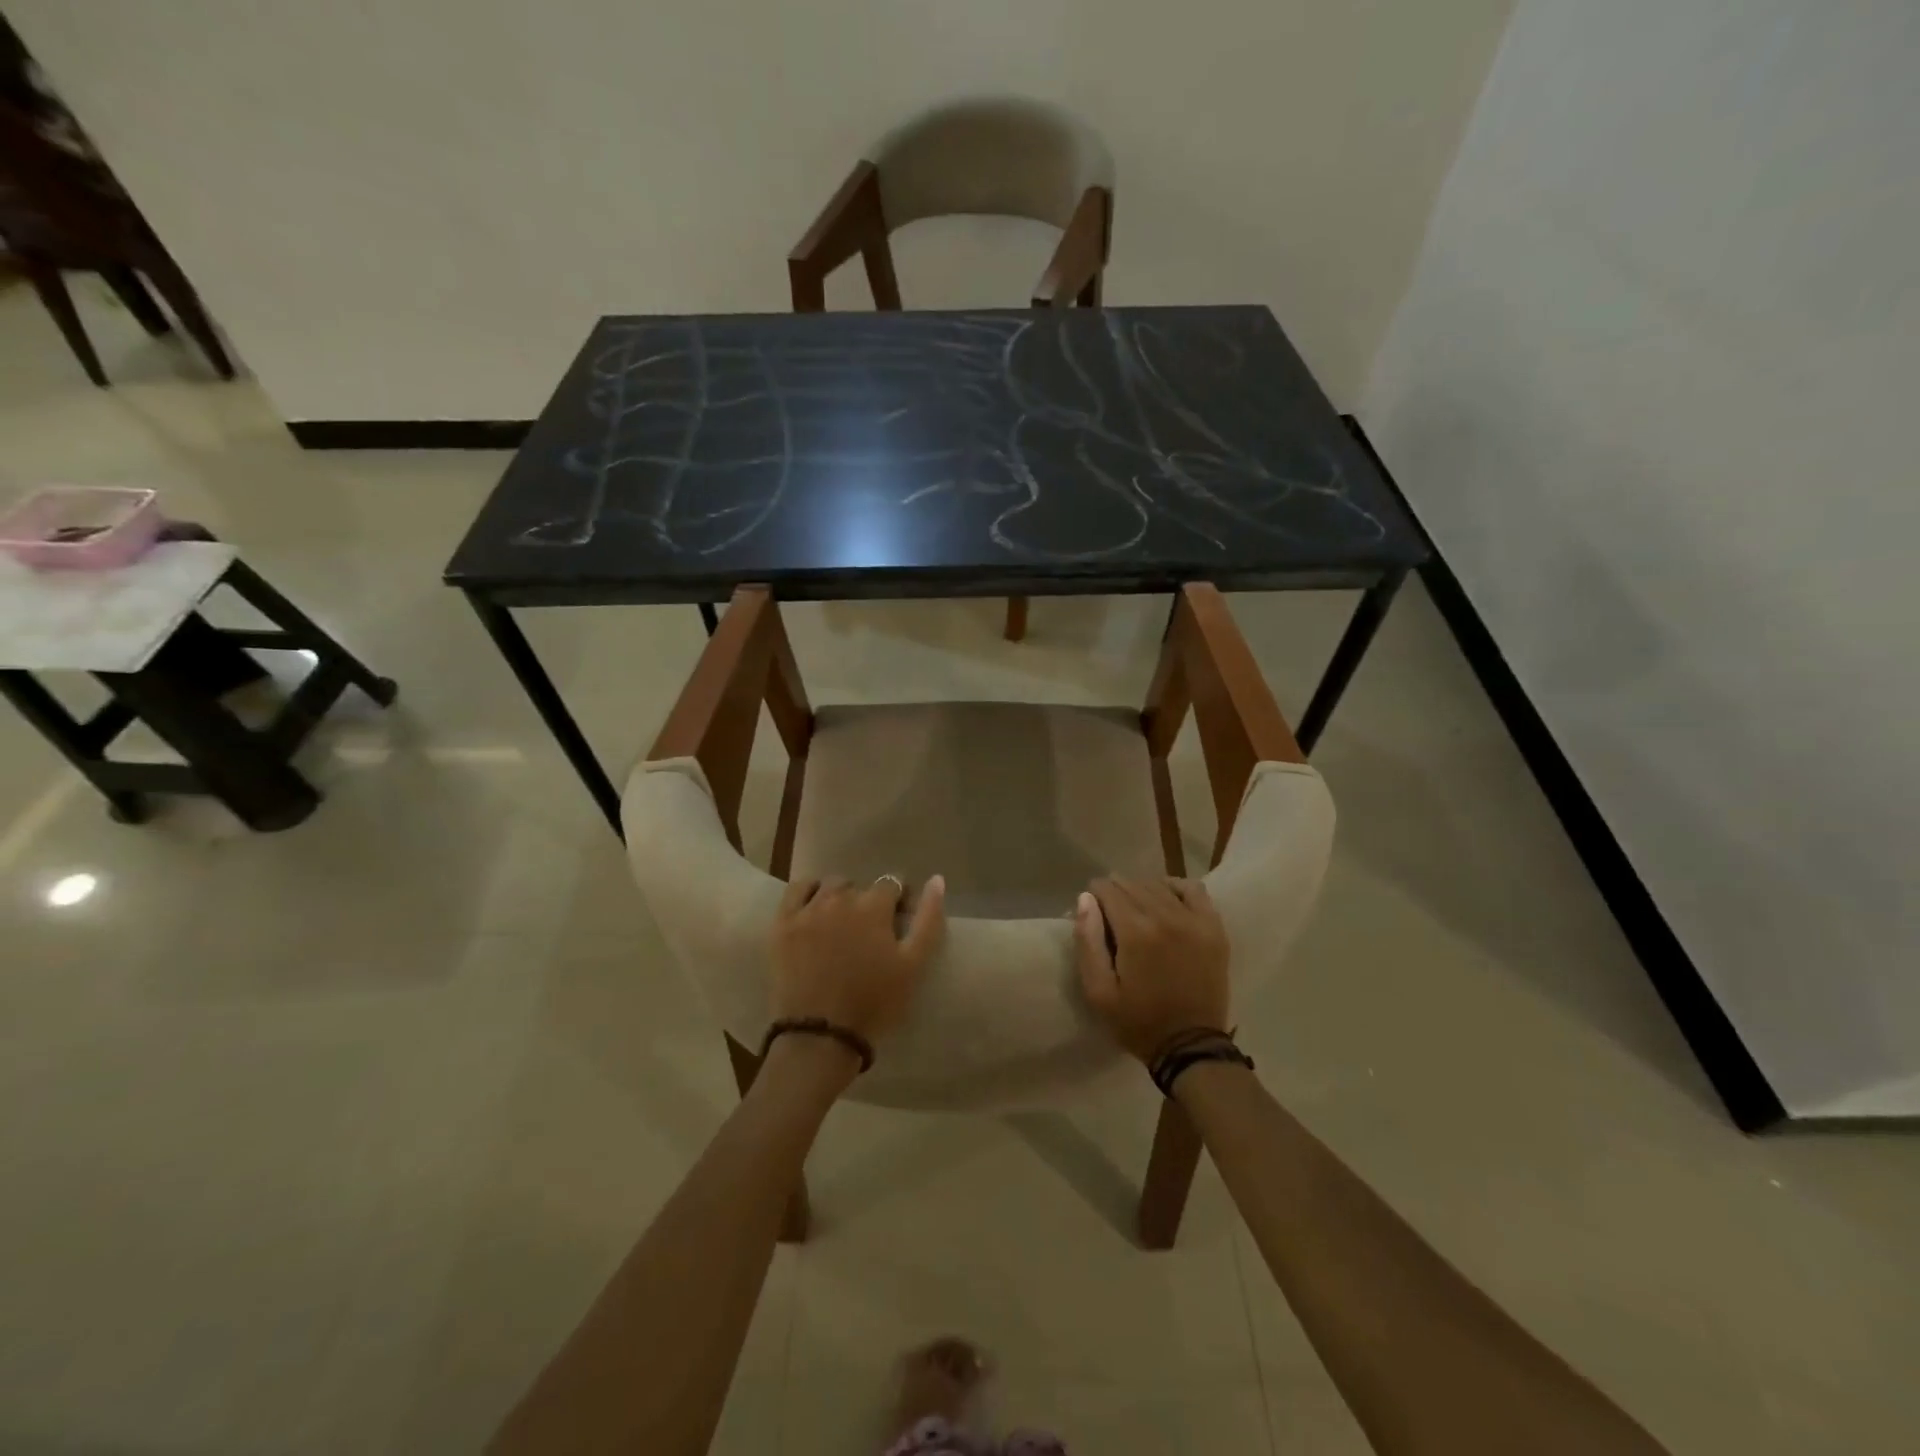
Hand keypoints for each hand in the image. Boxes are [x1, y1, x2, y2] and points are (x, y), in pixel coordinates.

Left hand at [771, 875, 946, 1045]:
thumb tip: (936, 879)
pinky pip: (797, 890)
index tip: (898, 924)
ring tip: (842, 927)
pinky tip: (814, 910)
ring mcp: (808, 909)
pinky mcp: (783, 923)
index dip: (899, 901)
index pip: (893, 883)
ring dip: (840, 898)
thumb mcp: (914, 965)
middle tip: (869, 935)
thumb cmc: (874, 1003)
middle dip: (869, 903)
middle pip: (861, 886)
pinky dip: (809, 893)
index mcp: (874, 906)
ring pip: (830, 886)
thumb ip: (928, 919)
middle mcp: (840, 898)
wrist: (821, 1037)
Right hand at [1074, 876, 1230, 1061]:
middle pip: (1132, 884)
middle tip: (1110, 914)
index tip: (1092, 911)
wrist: (1191, 1046)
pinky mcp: (1214, 928)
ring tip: (1135, 909)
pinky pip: (1194, 890)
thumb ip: (1088, 941)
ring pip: (1159, 885)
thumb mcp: (1098, 991)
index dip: (1094, 896)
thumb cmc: (1138, 1022)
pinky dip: (1176, 888)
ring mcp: (1195, 920)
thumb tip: (1085, 899)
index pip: (1107, 890)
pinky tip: (1166, 900)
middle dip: (1115, 892)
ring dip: (1141, 890)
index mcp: (1135, 932)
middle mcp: (1166, 916)